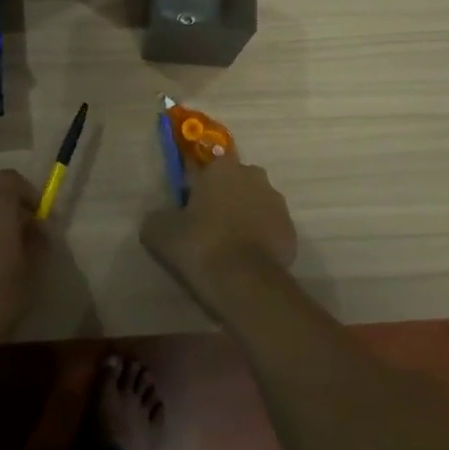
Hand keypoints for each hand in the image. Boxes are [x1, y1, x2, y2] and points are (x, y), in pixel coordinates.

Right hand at [141, 155, 296, 313]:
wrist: (246, 283)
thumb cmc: (201, 245)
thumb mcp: (160, 232)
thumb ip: (157, 217)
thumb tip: (159, 218)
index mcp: (222, 167)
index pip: (205, 166)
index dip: (195, 186)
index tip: (188, 208)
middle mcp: (253, 176)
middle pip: (234, 182)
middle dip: (223, 197)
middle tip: (207, 226)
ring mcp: (277, 202)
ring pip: (254, 203)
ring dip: (244, 216)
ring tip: (228, 246)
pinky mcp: (291, 229)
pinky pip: (269, 227)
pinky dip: (260, 237)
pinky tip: (246, 259)